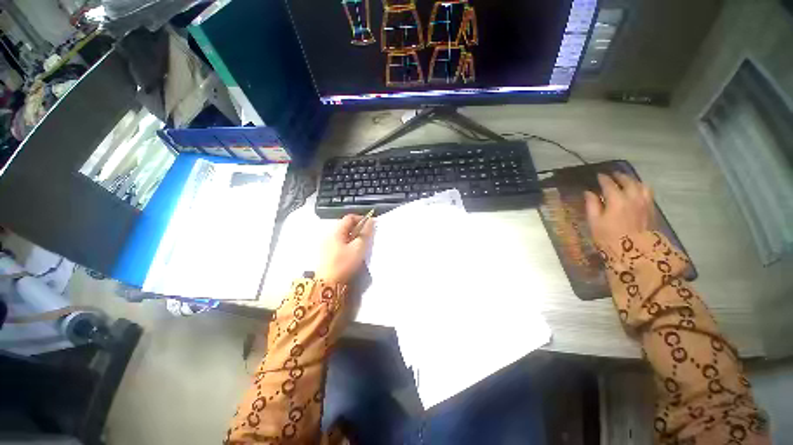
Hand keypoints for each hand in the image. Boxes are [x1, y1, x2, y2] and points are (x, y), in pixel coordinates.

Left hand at [316, 214, 373, 283]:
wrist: (327, 283)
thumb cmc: (344, 263)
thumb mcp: (358, 247)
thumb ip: (365, 233)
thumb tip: (370, 221)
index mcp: (336, 231)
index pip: (349, 217)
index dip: (361, 218)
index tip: (371, 225)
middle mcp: (329, 234)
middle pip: (346, 226)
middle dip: (358, 228)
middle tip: (368, 236)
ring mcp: (326, 244)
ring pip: (343, 235)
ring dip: (354, 236)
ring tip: (362, 244)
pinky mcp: (326, 253)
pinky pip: (340, 242)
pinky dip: (348, 243)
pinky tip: (353, 252)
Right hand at [584, 172, 654, 245]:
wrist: (635, 252)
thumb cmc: (609, 237)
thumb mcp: (595, 222)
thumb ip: (592, 205)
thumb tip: (589, 193)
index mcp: (617, 200)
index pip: (609, 184)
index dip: (603, 178)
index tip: (598, 175)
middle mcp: (633, 197)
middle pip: (627, 181)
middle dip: (619, 176)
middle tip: (612, 175)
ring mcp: (645, 203)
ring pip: (641, 185)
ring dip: (632, 181)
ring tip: (626, 181)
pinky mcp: (652, 209)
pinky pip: (648, 192)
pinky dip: (641, 187)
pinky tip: (637, 191)